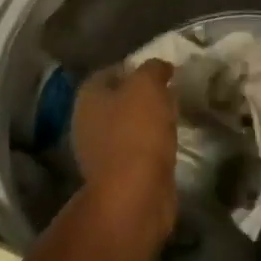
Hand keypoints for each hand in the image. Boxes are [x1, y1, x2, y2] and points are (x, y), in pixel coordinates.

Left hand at [71, 59, 178, 228]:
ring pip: (127, 126)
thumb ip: (153, 70)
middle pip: (117, 100)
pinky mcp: (116, 174)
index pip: (110, 72)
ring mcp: (99, 151)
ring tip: (174, 117)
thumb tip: (159, 66)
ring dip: (147, 122)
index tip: (162, 70)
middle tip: (170, 92)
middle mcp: (87, 122)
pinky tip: (168, 143)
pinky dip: (150, 145)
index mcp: (88, 97)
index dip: (135, 67)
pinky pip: (135, 150)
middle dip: (142, 96)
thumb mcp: (148, 87)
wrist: (134, 194)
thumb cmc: (137, 132)